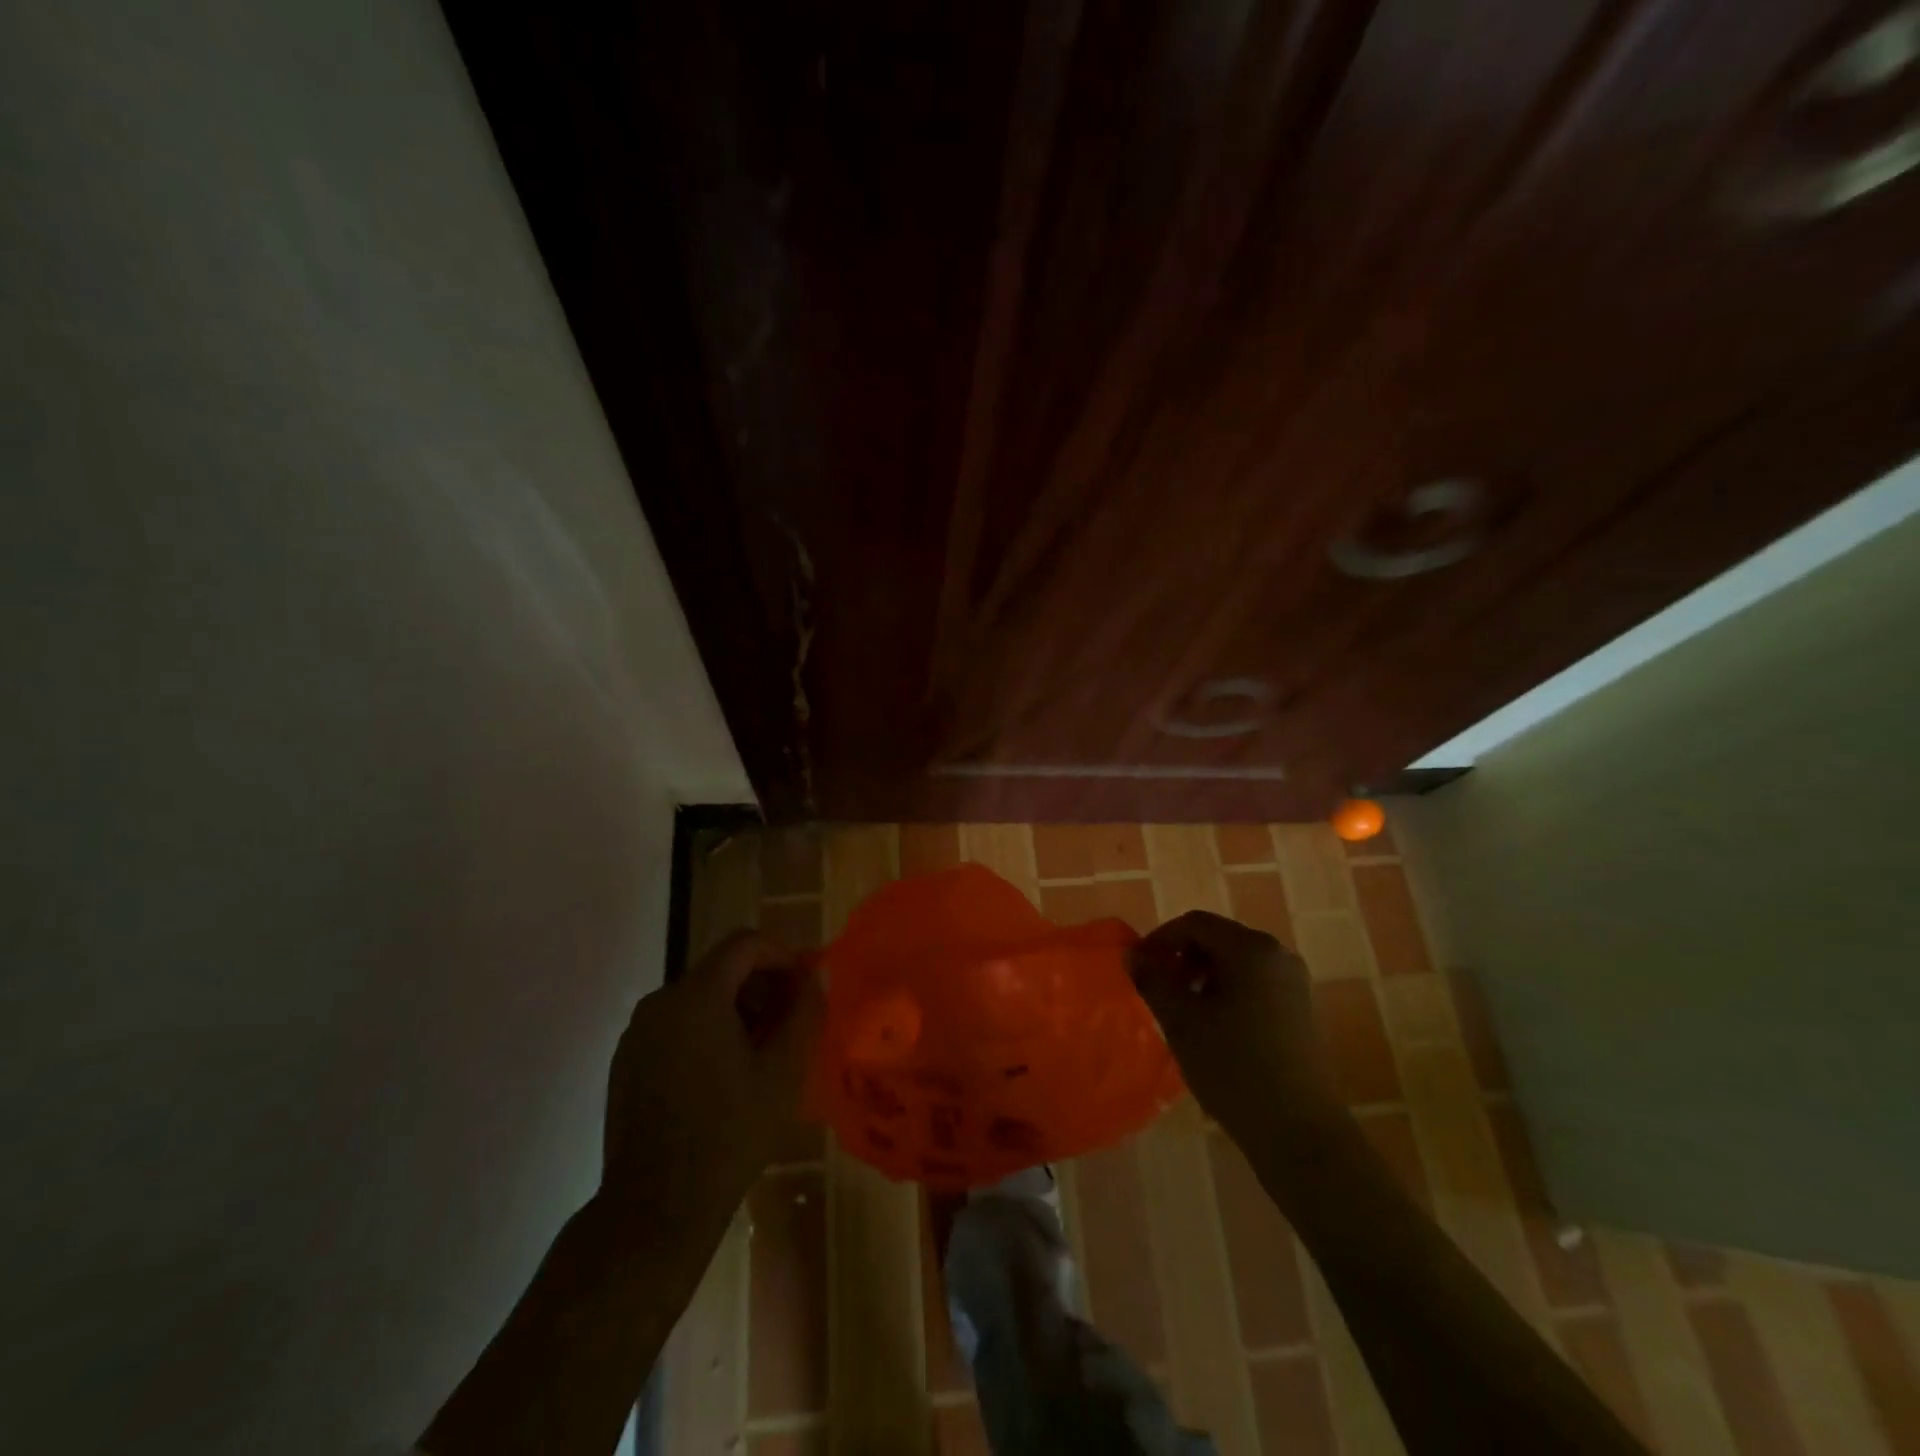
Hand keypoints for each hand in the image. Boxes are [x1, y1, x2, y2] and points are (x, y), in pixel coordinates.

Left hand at [603, 932, 824, 1222]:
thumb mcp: (784, 1071)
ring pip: (698, 998)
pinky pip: (675, 1026)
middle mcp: (660, 1001)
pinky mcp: (626, 1061)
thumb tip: (815, 972)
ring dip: (735, 1011)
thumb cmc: (729, 1133)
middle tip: (788, 1028)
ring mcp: (637, 1032)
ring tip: (759, 1057)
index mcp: (697, 995)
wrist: (655, 1208)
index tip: (804, 989)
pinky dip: (705, 1033)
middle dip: (761, 987)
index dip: (782, 956)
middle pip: (721, 969)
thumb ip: (805, 1010)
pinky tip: (721, 1079)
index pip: (745, 943)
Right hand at [1128, 911, 1340, 1139]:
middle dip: (1182, 958)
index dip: (1161, 939)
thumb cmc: (1234, 1067)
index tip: (1138, 967)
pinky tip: (1214, 1027)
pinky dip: (1227, 991)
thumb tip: (1132, 954)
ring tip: (1183, 1011)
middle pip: (1217, 939)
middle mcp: (1277, 954)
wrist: (1298, 1131)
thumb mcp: (1181, 1021)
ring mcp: (1294, 982)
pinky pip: (1254, 983)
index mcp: (1251, 948)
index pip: (1195, 924)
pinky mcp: (1300, 1009)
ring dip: (1202, 976)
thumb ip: (1153, 980)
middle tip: (1159, 990)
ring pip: (1236, 962)